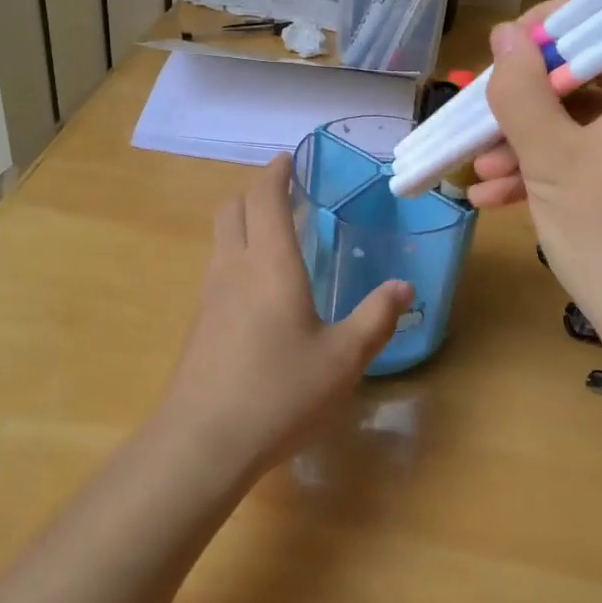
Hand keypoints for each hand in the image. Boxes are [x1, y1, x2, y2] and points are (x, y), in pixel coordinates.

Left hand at [151, 156, 411, 488]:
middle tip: (284, 195)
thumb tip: (402, 287)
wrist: (202, 443)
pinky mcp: (199, 323)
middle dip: (255, 192)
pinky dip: (235, 256)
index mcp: (270, 263)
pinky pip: (216, 269)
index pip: (264, 197)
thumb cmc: (279, 392)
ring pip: (220, 238)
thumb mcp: (343, 359)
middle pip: (232, 208)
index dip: (275, 172)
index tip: (288, 159)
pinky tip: (258, 291)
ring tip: (274, 237)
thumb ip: (375, 319)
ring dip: (243, 223)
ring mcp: (209, 295)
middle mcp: (234, 267)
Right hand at [471, 1, 601, 348]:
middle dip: (525, 101)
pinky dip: (547, 171)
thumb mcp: (552, 158)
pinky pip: (591, 160)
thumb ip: (523, 91)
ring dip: (525, 142)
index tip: (501, 53)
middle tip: (479, 119)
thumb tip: (506, 36)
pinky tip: (494, 197)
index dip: (549, 32)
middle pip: (586, 80)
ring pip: (581, 125)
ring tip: (476, 170)